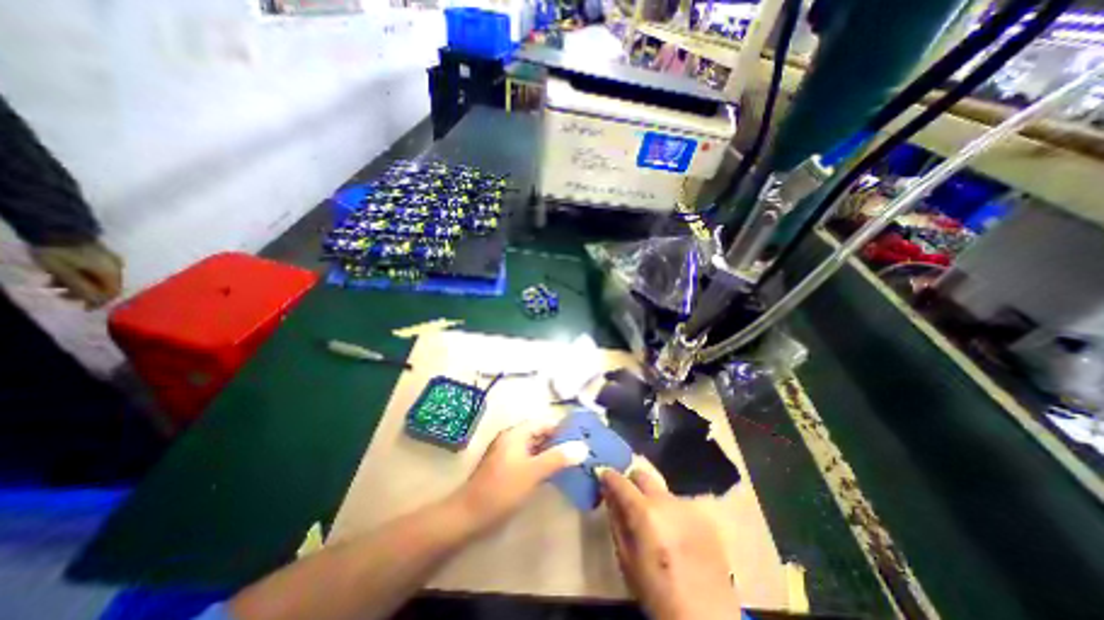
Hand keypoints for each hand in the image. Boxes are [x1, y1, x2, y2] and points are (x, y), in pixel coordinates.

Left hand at [29, 241, 119, 310]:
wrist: (57, 228)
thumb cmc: (60, 253)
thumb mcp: (64, 272)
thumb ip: (82, 288)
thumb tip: (95, 301)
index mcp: (112, 273)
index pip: (112, 292)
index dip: (100, 302)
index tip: (85, 309)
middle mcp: (117, 269)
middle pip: (106, 286)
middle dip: (86, 293)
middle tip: (62, 296)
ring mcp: (111, 261)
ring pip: (99, 278)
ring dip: (79, 284)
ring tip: (54, 284)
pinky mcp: (103, 256)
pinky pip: (97, 271)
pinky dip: (81, 276)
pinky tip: (62, 275)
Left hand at [453, 423, 585, 531]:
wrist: (468, 516)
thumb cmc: (501, 489)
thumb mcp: (532, 472)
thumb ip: (557, 458)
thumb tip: (583, 446)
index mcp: (516, 434)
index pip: (543, 423)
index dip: (562, 428)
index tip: (582, 436)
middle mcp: (512, 439)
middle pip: (540, 434)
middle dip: (559, 441)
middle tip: (581, 450)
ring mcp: (509, 454)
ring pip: (535, 448)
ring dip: (552, 453)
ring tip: (574, 461)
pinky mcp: (507, 469)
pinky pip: (530, 460)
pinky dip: (543, 463)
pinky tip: (556, 473)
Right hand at [603, 465, 741, 618]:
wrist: (709, 619)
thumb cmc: (657, 593)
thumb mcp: (627, 560)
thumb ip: (616, 520)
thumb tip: (608, 494)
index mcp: (645, 512)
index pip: (620, 481)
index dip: (608, 476)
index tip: (601, 475)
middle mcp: (666, 501)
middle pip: (643, 475)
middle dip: (631, 481)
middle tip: (627, 497)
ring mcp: (687, 507)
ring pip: (661, 491)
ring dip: (652, 499)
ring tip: (654, 524)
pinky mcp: (703, 516)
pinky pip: (679, 505)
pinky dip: (670, 513)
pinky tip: (674, 535)